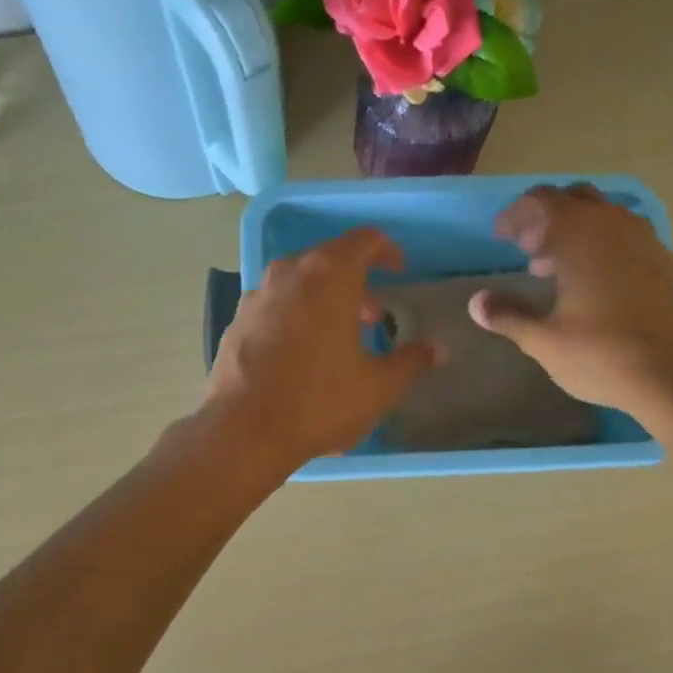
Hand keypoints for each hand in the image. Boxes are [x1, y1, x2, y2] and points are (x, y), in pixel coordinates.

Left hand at [202, 228, 435, 473]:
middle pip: (329, 260)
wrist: (243, 431)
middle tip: (374, 316)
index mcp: (329, 276)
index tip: (400, 270)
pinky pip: (275, 305)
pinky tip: (301, 353)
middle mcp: (289, 274)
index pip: (364, 241)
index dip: (387, 251)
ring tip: (339, 336)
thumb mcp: (378, 387)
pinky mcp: (236, 322)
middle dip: (356, 282)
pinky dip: (295, 315)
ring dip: (324, 298)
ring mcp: (256, 296)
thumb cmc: (319, 401)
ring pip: (298, 282)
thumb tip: (436, 349)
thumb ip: (411, 362)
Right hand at [469, 184, 672, 422]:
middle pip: (574, 199)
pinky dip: (603, 245)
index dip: (515, 215)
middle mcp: (615, 225)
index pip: (540, 201)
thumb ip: (508, 315)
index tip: (500, 236)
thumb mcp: (544, 340)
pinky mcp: (666, 261)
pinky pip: (626, 235)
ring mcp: (646, 241)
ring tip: (556, 268)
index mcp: (580, 235)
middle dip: (546, 217)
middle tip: (527, 249)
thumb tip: (475, 303)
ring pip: (604, 215)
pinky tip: (595, 283)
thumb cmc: (603, 355)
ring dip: (576, 230)